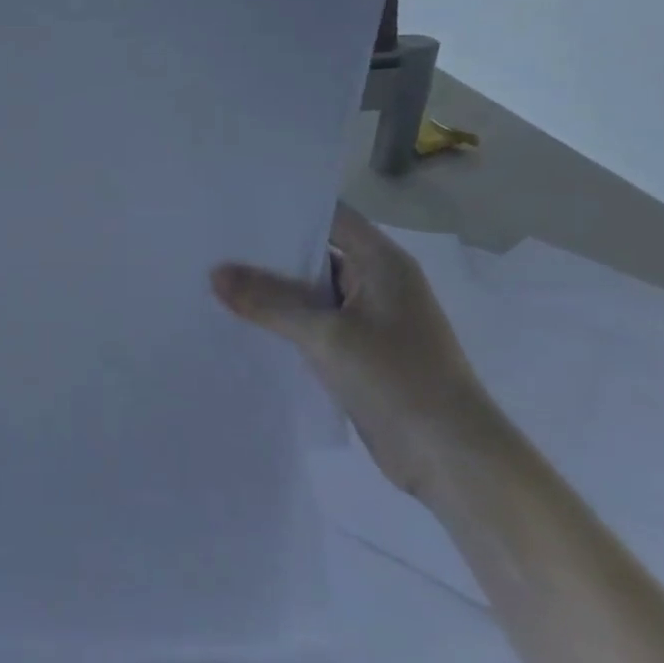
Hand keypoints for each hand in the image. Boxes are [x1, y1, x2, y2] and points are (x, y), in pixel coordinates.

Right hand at [212, 205, 505, 498]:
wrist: (451, 458)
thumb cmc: (399, 379)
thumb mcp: (327, 334)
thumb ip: (269, 302)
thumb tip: (215, 273)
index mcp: (382, 263)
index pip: (330, 216)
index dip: (286, 207)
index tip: (236, 204)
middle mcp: (376, 283)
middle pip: (315, 253)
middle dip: (267, 251)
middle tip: (212, 242)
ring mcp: (368, 320)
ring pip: (310, 293)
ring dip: (271, 291)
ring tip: (214, 278)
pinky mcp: (358, 353)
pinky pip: (312, 325)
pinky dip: (282, 322)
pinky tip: (241, 322)